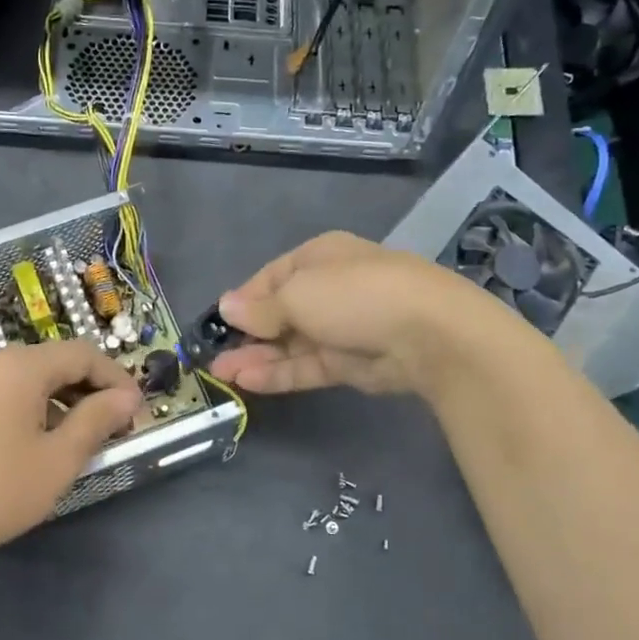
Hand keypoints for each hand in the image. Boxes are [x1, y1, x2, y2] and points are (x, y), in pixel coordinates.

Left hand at [0, 339, 142, 571]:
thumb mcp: (59, 459)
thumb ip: (98, 420)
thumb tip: (127, 398)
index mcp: (19, 364)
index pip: (83, 354)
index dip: (117, 379)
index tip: (137, 411)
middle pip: (53, 362)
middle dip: (89, 390)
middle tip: (113, 428)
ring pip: (27, 378)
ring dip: (60, 401)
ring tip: (77, 440)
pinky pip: (1, 392)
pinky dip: (30, 408)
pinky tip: (34, 443)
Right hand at [209, 231, 531, 398]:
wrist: (427, 333)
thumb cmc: (354, 295)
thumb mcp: (297, 294)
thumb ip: (260, 308)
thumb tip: (225, 306)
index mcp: (318, 258)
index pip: (271, 278)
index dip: (243, 300)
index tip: (217, 321)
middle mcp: (328, 289)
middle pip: (278, 313)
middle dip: (245, 334)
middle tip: (211, 357)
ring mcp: (340, 328)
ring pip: (289, 344)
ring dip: (255, 358)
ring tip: (220, 375)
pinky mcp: (350, 363)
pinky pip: (306, 365)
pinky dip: (278, 373)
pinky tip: (248, 382)